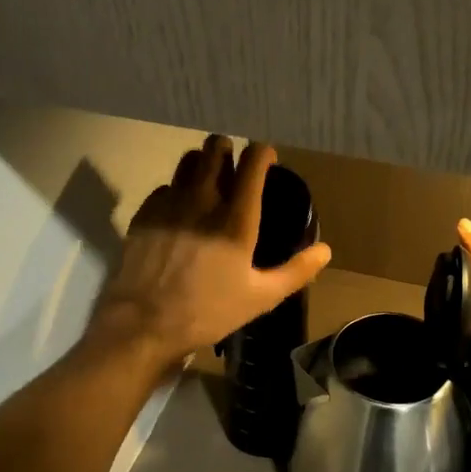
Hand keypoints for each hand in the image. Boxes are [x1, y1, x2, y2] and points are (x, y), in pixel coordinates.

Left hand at [88, 137, 332, 370]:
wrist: (145, 324)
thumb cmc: (208, 311)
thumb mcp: (261, 297)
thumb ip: (296, 271)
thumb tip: (325, 251)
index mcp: (236, 217)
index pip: (253, 161)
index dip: (263, 152)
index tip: (268, 161)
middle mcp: (203, 198)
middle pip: (216, 147)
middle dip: (229, 150)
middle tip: (235, 169)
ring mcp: (170, 202)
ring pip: (188, 160)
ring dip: (203, 164)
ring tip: (209, 183)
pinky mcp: (145, 212)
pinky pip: (165, 186)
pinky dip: (177, 191)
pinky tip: (180, 212)